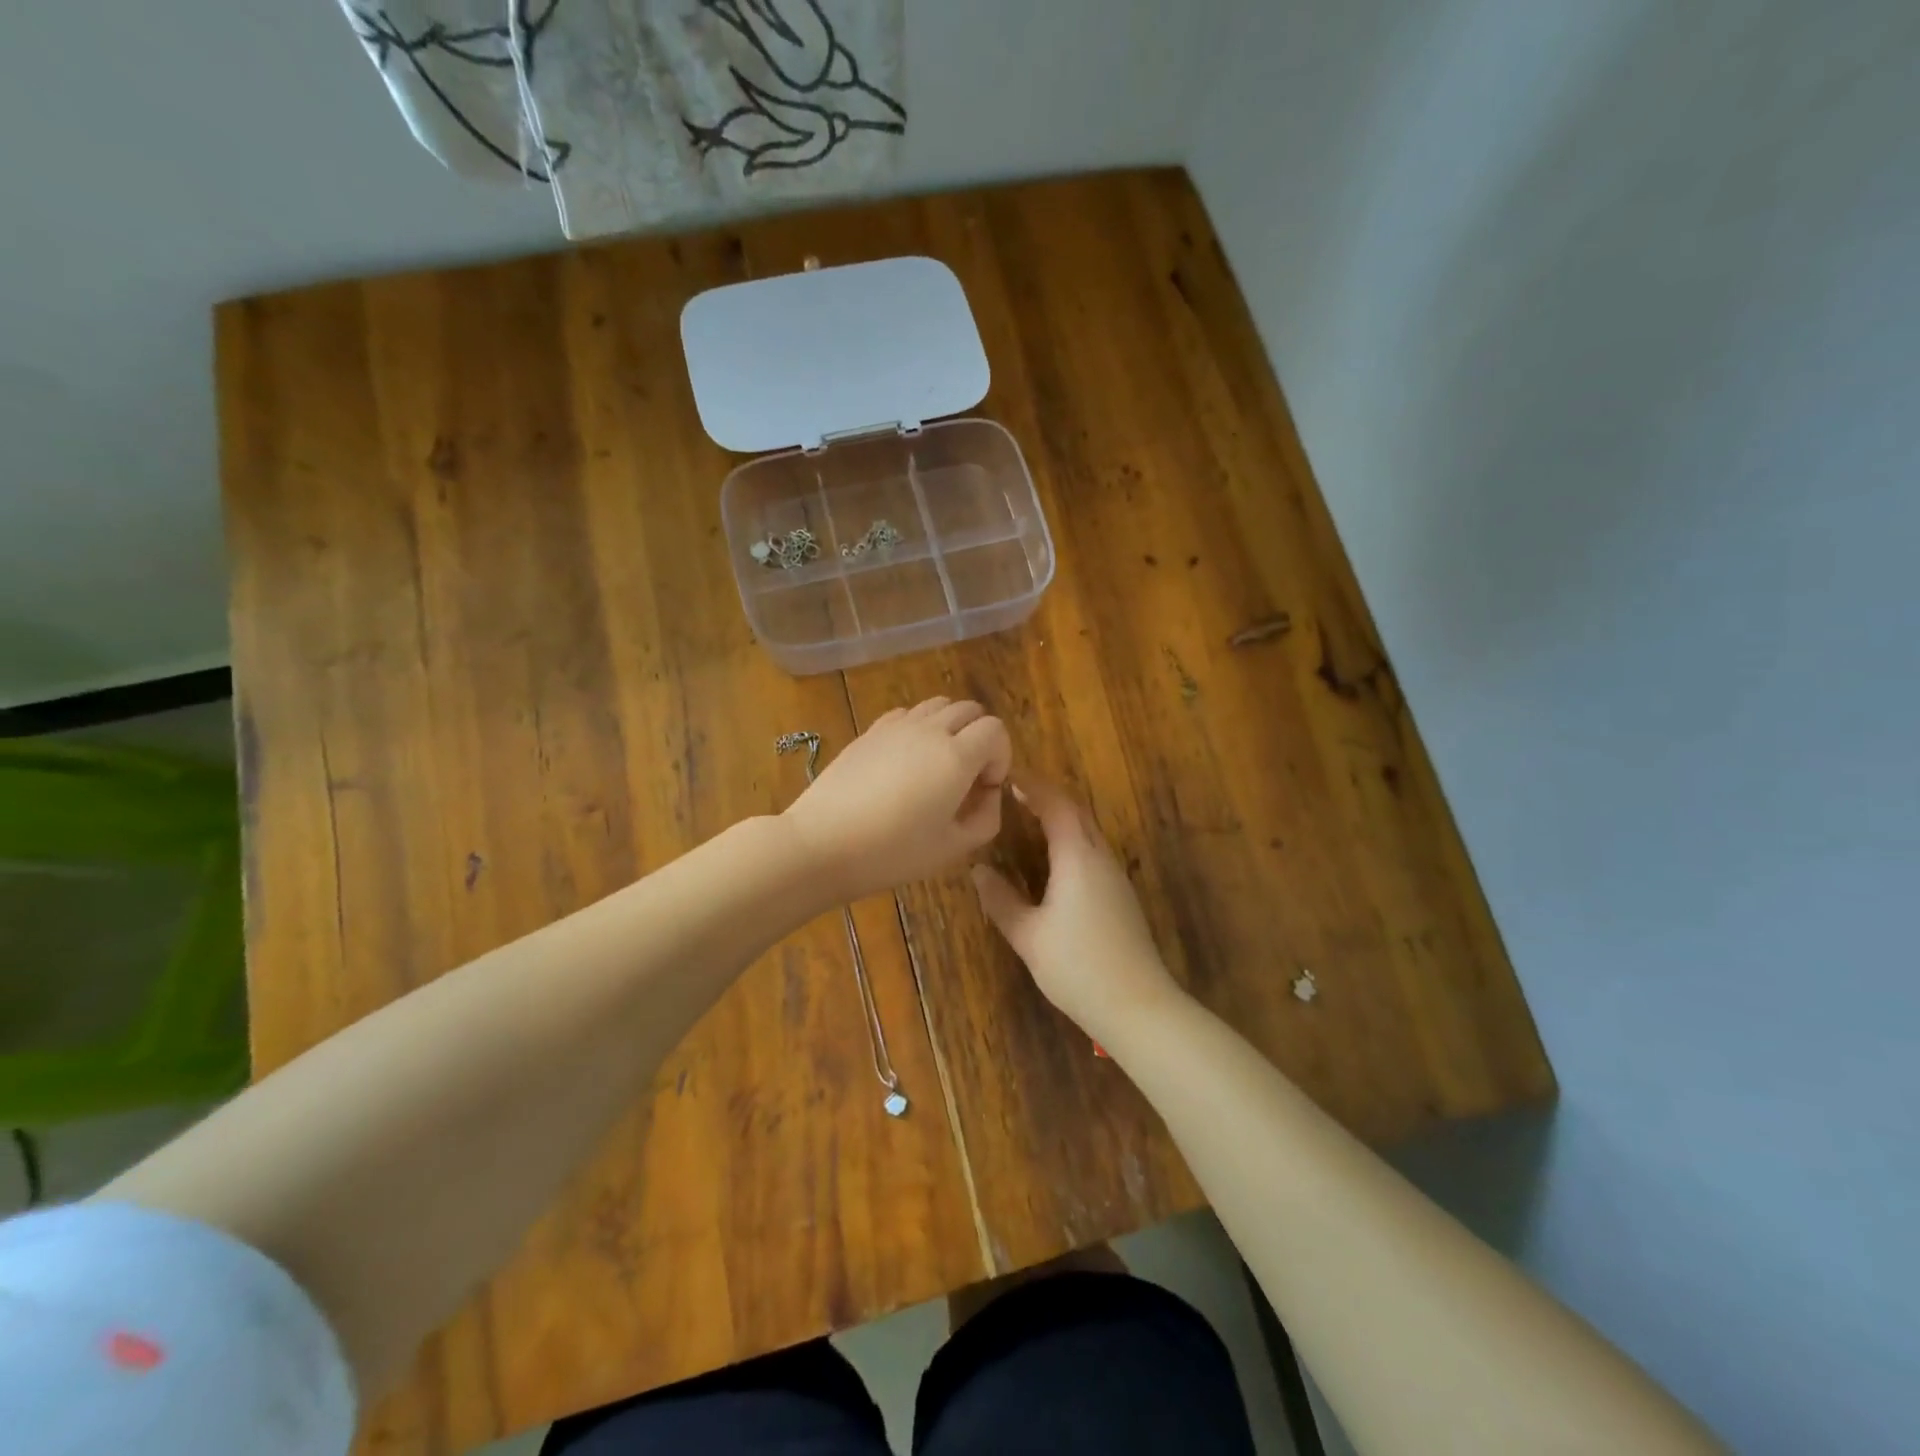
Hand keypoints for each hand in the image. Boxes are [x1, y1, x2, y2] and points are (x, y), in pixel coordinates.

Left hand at [782, 698, 1012, 902]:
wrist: (823, 843)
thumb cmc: (893, 852)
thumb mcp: (953, 847)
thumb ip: (986, 817)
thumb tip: (989, 794)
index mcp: (956, 756)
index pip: (996, 729)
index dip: (1000, 757)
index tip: (985, 788)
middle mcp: (930, 730)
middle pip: (970, 709)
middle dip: (980, 737)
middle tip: (967, 776)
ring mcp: (896, 726)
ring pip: (938, 705)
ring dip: (950, 727)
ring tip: (938, 764)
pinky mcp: (870, 731)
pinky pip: (907, 714)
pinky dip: (919, 727)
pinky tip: (906, 760)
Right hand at [970, 777, 1182, 1036]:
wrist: (1137, 1005)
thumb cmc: (1077, 967)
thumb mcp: (1028, 935)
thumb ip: (1001, 900)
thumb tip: (978, 870)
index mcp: (1078, 857)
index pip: (1056, 805)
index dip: (1032, 785)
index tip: (1007, 774)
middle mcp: (1101, 858)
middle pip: (1077, 812)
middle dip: (1047, 796)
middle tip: (1014, 792)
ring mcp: (1115, 877)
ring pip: (1088, 831)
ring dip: (1061, 817)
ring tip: (1028, 818)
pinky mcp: (1121, 896)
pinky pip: (1093, 852)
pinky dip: (1071, 840)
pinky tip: (1053, 858)